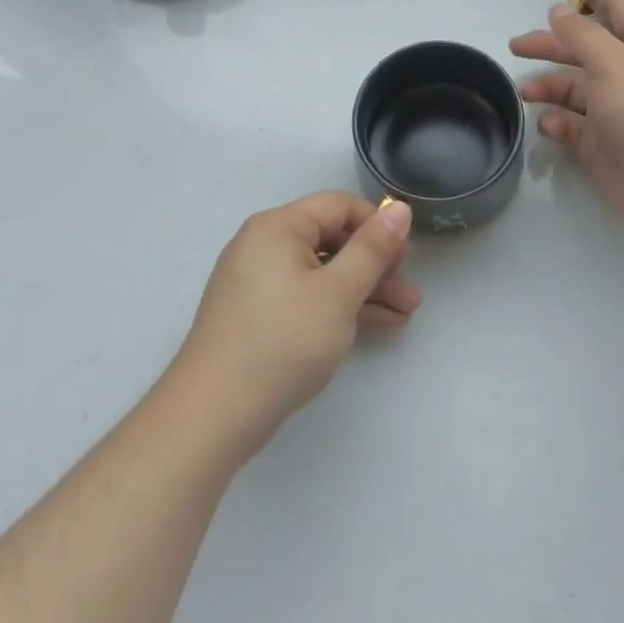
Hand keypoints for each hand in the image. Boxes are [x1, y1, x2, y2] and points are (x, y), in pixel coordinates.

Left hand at [175, 193, 418, 453]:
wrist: (213, 416)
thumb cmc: (282, 342)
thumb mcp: (338, 292)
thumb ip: (373, 248)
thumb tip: (400, 209)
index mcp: (277, 228)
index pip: (338, 206)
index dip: (377, 225)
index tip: (407, 256)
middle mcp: (264, 246)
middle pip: (332, 240)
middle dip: (376, 265)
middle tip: (410, 292)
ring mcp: (259, 283)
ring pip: (324, 273)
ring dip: (365, 290)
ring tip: (405, 314)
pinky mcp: (259, 316)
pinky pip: (309, 297)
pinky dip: (340, 308)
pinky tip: (378, 326)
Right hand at [511, 0, 623, 239]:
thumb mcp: (613, 62)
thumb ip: (581, 33)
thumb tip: (559, 10)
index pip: (617, 7)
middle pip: (586, 48)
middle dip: (552, 45)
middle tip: (516, 46)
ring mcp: (617, 109)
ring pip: (576, 87)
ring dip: (549, 86)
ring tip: (525, 92)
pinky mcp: (603, 142)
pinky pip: (574, 124)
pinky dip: (558, 121)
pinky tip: (549, 125)